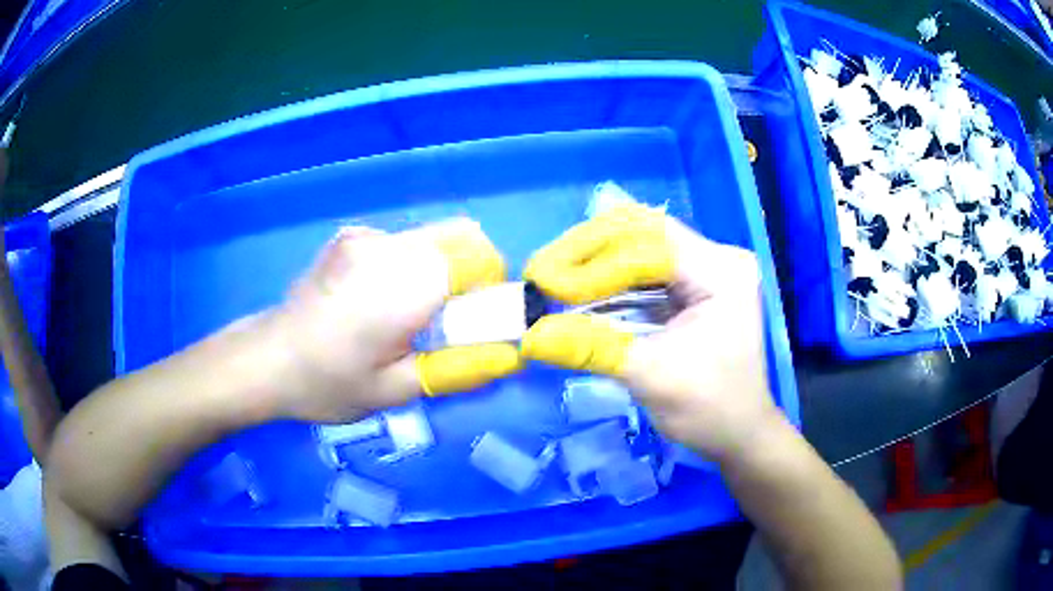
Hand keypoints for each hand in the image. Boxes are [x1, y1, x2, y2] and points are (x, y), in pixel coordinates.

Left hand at [265, 220, 522, 422]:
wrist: (266, 359)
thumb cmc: (328, 384)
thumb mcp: (396, 392)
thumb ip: (458, 370)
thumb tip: (511, 357)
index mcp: (404, 283)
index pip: (479, 257)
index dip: (491, 289)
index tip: (474, 326)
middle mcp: (389, 245)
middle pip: (462, 238)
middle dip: (471, 277)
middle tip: (445, 323)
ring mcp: (366, 234)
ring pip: (433, 239)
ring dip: (440, 272)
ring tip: (406, 317)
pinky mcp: (351, 236)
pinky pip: (404, 243)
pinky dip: (411, 267)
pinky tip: (377, 302)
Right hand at [521, 205, 781, 461]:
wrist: (740, 434)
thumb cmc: (708, 410)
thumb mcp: (649, 376)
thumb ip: (591, 347)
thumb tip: (530, 336)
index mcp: (720, 272)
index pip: (647, 243)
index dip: (592, 260)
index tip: (545, 282)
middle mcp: (717, 258)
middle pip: (643, 233)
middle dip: (588, 250)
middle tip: (542, 271)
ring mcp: (707, 269)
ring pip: (640, 246)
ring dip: (595, 261)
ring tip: (553, 277)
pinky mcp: (695, 286)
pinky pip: (646, 269)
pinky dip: (610, 278)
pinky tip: (579, 288)